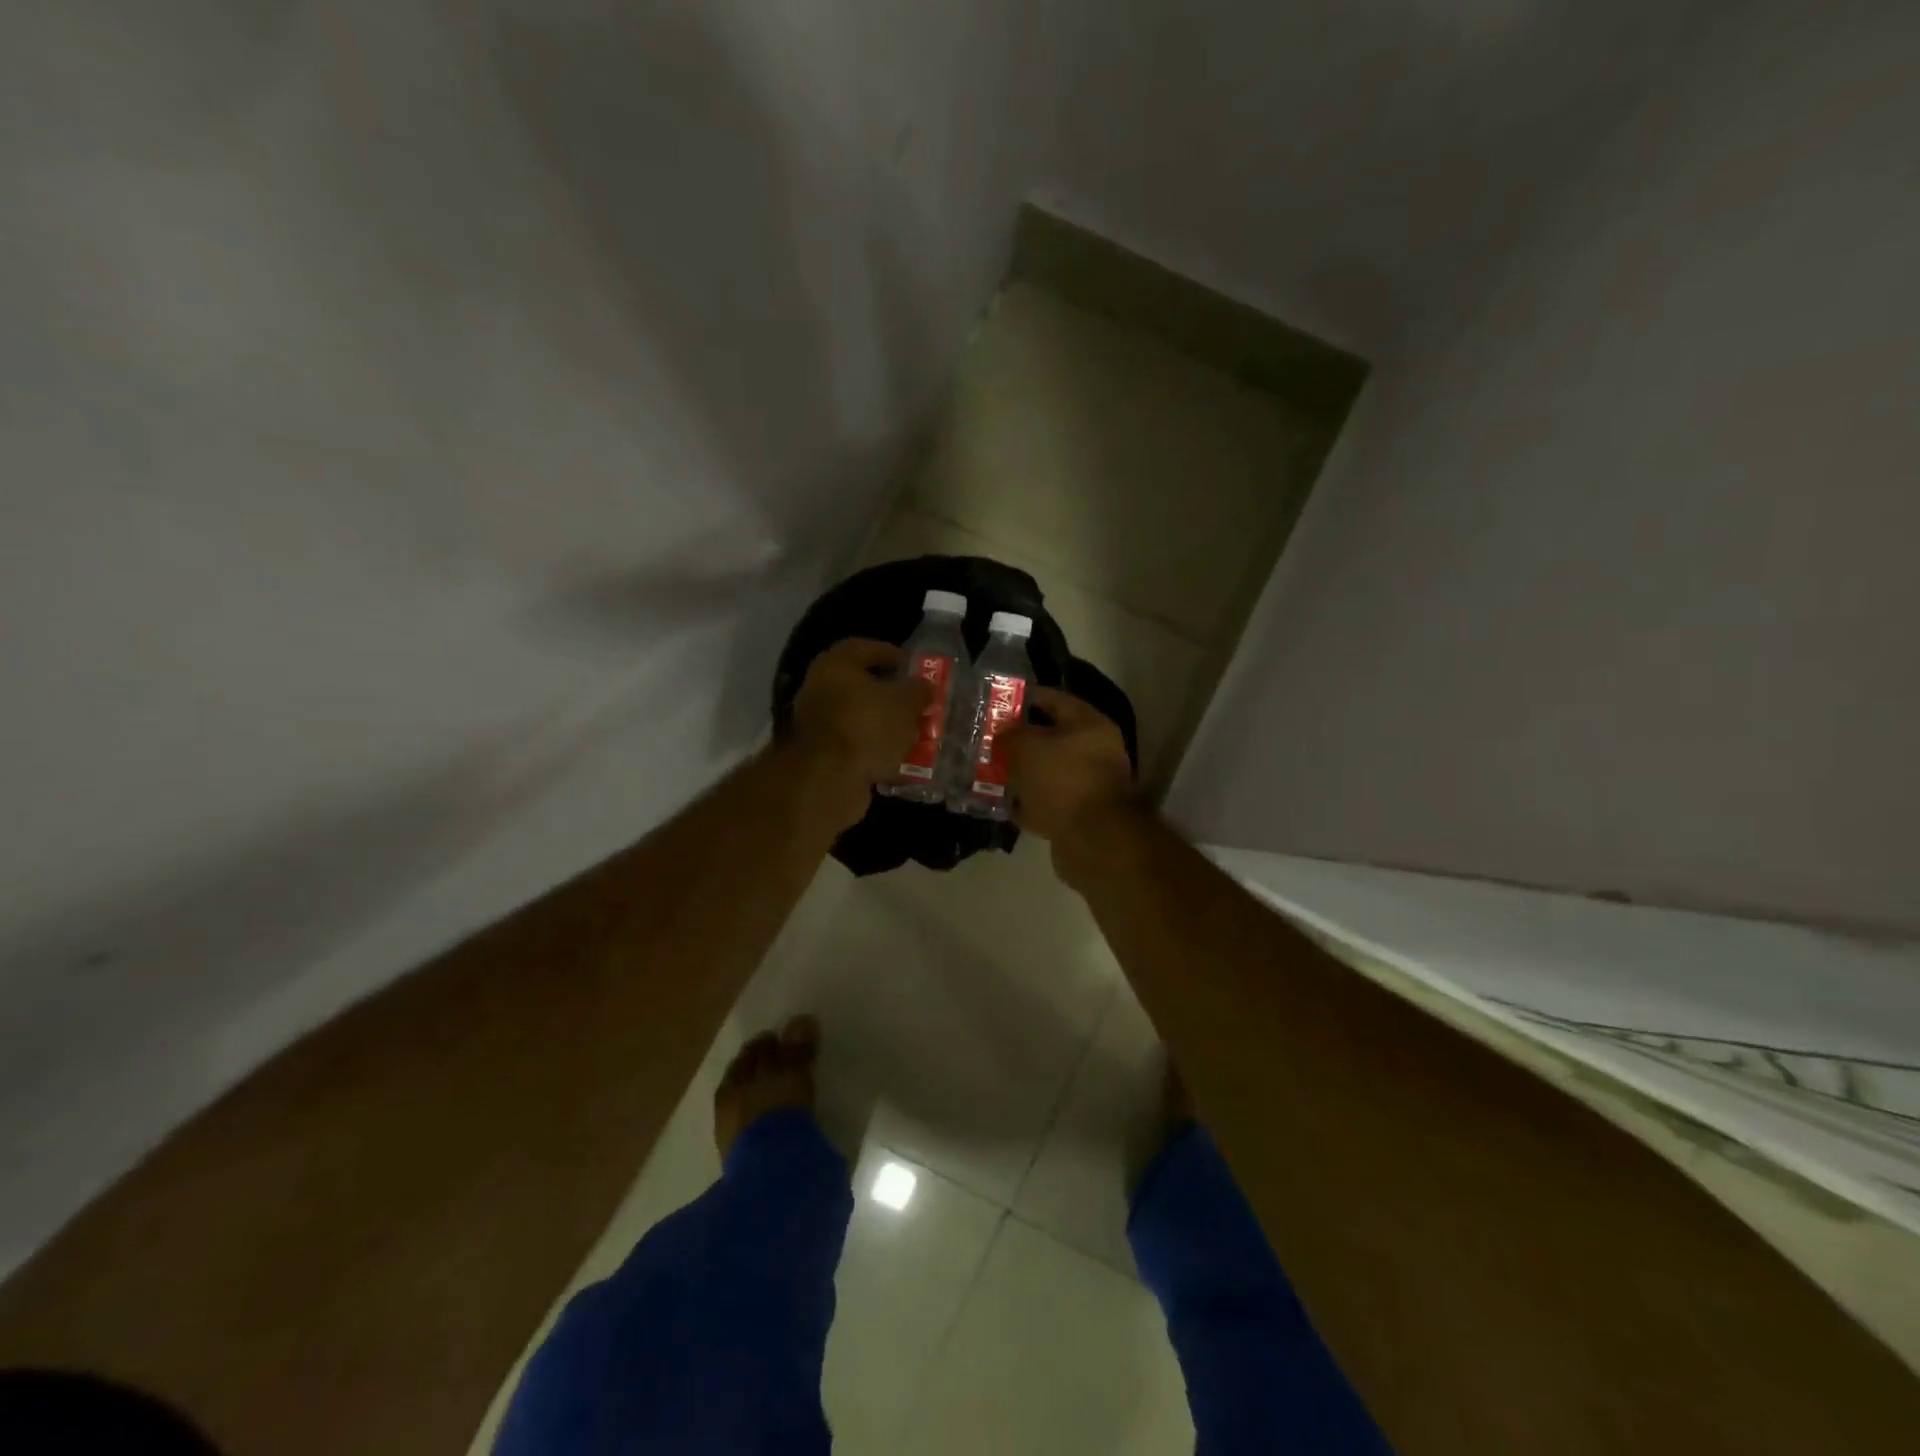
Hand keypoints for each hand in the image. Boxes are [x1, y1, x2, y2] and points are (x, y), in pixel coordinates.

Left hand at [787, 638, 932, 829]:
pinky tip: (900, 762)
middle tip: (917, 704)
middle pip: (861, 687)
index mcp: (835, 666)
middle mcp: (820, 690)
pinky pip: (856, 748)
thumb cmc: (867, 726)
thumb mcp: (905, 703)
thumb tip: (924, 686)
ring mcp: (817, 726)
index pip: (864, 648)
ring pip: (859, 720)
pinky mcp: (822, 757)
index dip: (890, 653)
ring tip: (914, 734)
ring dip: (886, 727)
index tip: (912, 665)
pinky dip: (876, 752)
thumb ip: (918, 690)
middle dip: (891, 696)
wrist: (828, 780)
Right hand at [1002, 686, 1137, 863]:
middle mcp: (1095, 751)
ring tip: (991, 772)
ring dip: (1022, 773)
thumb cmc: (1061, 780)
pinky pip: (1048, 801)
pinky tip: (1005, 803)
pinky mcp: (1080, 815)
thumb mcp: (1026, 747)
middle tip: (988, 741)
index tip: (995, 703)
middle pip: (1051, 738)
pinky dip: (1029, 802)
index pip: (1053, 699)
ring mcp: (1089, 785)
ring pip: (1048, 772)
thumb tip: (1002, 733)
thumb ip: (1009, 734)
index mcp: (1089, 725)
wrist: (1093, 840)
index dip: (1024, 698)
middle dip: (1019, 740)